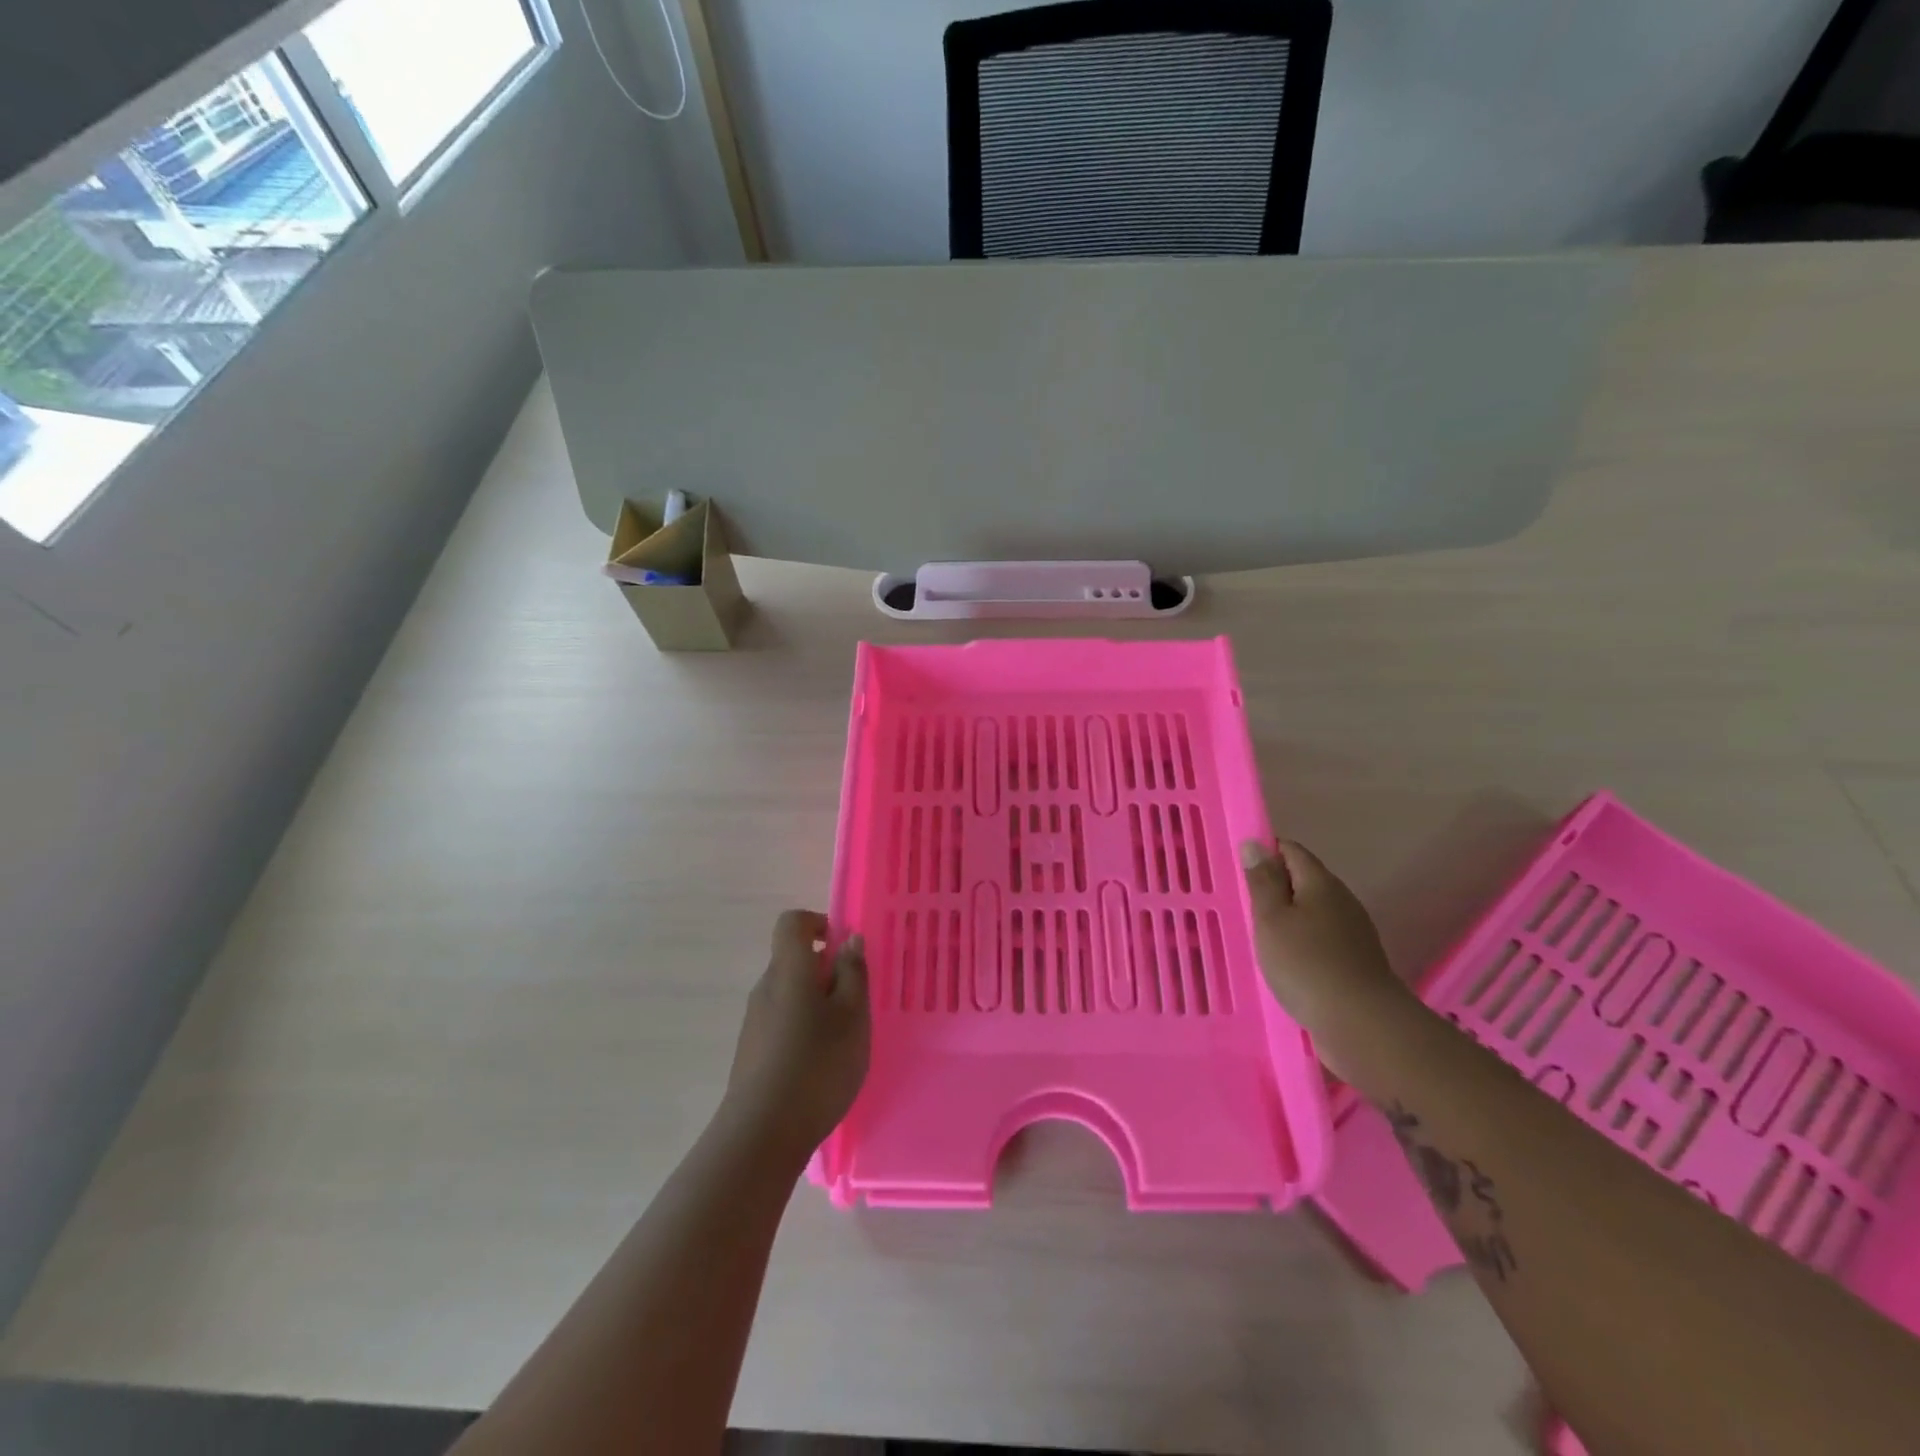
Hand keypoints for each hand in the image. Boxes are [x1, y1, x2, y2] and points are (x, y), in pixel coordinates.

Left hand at [721, 911, 869, 1164]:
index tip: (843, 949)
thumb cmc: (817, 1064)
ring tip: (842, 1040)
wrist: (762, 1134)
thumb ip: (853, 973)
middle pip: (793, 960)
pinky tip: (820, 1065)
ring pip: (789, 994)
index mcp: (789, 969)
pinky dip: (803, 1030)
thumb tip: (848, 939)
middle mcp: (765, 988)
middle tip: (855, 1003)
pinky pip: (781, 1023)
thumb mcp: (853, 1015)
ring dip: (816, 1004)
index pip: (793, 923)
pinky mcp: (751, 1052)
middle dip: (825, 972)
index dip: (818, 924)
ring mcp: (754, 1022)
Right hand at [1241, 840, 1408, 1075]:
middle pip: (1305, 880)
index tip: (1240, 871)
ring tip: (1260, 935)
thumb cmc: (1306, 964)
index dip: (1265, 853)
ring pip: (1314, 911)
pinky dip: (1302, 942)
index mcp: (1320, 883)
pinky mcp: (1356, 961)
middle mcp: (1341, 900)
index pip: (1291, 851)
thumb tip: (1255, 844)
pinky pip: (1322, 938)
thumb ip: (1262, 882)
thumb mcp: (1271, 919)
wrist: (1363, 1024)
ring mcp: (1353, 932)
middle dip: (1276, 887)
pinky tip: (1286, 961)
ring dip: (1288, 918)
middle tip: (1244, 905)